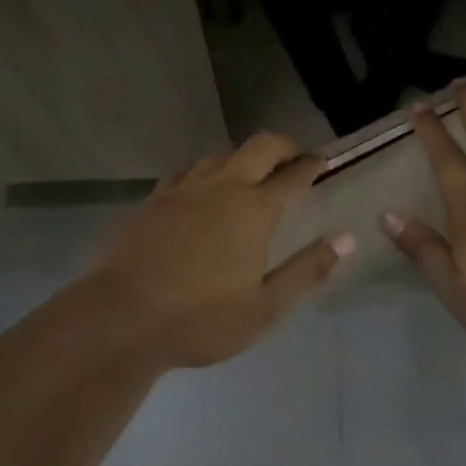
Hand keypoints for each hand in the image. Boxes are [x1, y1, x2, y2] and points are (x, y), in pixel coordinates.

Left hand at [85, 132, 353, 368]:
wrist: (120, 318)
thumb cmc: (200, 319)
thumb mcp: (265, 307)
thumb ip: (307, 270)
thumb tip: (346, 239)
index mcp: (254, 209)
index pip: (292, 174)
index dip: (312, 164)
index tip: (323, 160)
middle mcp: (221, 187)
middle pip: (258, 147)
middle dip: (281, 146)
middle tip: (293, 158)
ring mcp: (182, 190)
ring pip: (219, 154)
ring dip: (241, 156)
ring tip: (249, 173)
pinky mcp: (152, 200)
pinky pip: (186, 171)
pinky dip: (205, 171)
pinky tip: (201, 189)